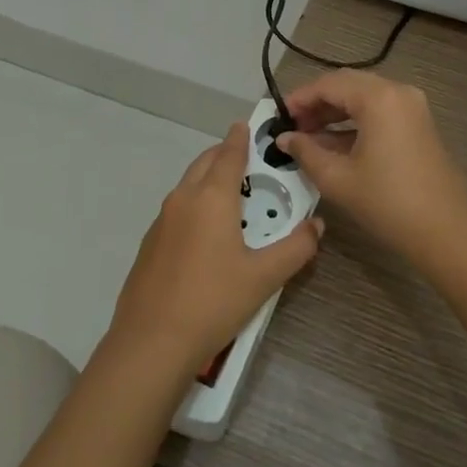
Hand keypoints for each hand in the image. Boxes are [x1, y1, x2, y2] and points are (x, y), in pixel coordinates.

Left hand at [108, 122, 320, 380]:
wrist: (151, 341)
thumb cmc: (213, 301)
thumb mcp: (264, 277)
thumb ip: (296, 248)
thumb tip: (316, 225)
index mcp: (211, 198)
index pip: (228, 154)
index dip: (240, 137)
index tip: (248, 125)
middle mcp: (183, 199)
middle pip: (205, 163)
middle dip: (224, 155)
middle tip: (249, 163)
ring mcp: (161, 220)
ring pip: (188, 185)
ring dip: (209, 180)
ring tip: (233, 198)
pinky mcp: (150, 242)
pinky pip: (177, 209)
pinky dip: (195, 204)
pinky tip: (207, 234)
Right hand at [276, 71, 466, 262]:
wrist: (446, 231)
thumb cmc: (388, 202)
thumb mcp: (338, 178)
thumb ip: (306, 152)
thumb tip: (284, 138)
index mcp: (378, 98)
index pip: (329, 84)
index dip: (299, 98)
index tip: (277, 117)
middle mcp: (397, 92)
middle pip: (347, 85)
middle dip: (317, 103)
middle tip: (292, 126)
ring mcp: (412, 107)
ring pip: (363, 98)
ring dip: (335, 113)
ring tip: (307, 137)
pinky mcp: (418, 124)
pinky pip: (379, 111)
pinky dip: (354, 122)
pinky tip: (333, 144)